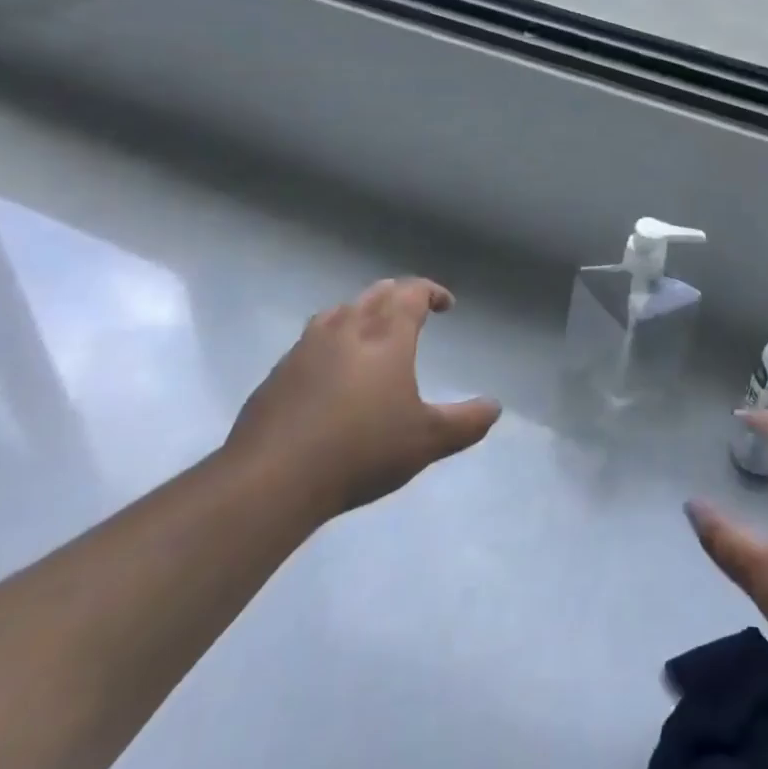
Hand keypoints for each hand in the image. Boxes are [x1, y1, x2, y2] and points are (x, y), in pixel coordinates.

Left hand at [224, 278, 500, 525]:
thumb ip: (466, 422)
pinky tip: (331, 370)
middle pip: (376, 294)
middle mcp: (346, 328)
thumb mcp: (427, 441)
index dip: (431, 292)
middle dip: (399, 296)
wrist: (273, 477)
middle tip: (413, 311)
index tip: (445, 305)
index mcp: (385, 334)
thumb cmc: (362, 450)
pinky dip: (331, 340)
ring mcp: (306, 347)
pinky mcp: (279, 372)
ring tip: (372, 332)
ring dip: (362, 312)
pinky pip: (312, 340)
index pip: (411, 293)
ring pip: (339, 311)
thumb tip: (494, 408)